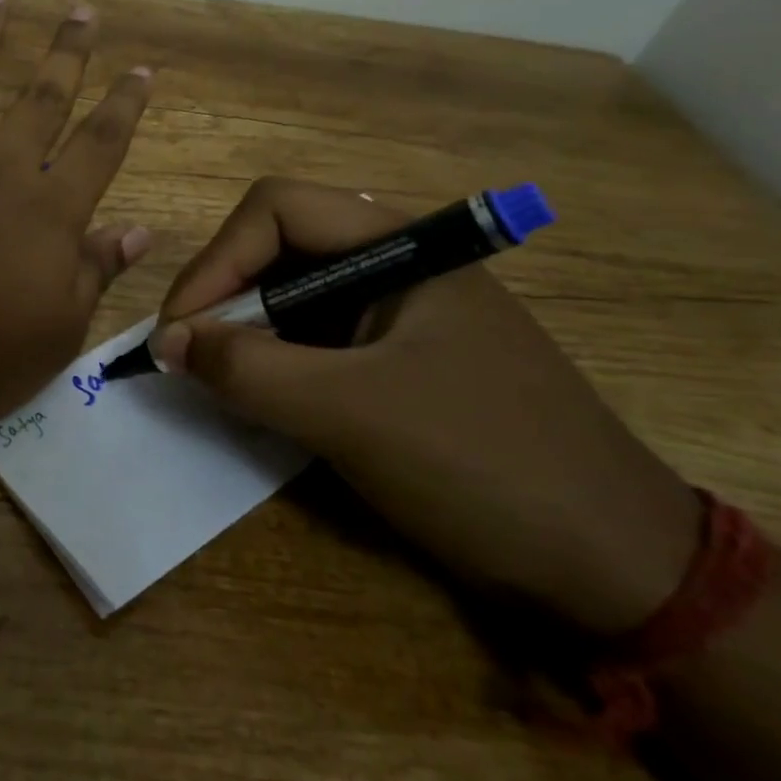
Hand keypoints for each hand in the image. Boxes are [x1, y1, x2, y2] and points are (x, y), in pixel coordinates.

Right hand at [154, 178, 702, 634]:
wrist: (616, 570)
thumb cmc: (482, 465)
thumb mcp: (348, 412)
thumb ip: (246, 367)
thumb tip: (164, 342)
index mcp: (403, 245)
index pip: (276, 210)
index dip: (217, 261)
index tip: (179, 329)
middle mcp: (399, 263)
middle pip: (280, 246)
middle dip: (224, 294)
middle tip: (187, 354)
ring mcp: (402, 313)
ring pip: (294, 293)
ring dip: (245, 329)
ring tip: (214, 376)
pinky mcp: (401, 359)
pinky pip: (317, 338)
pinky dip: (276, 359)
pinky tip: (260, 396)